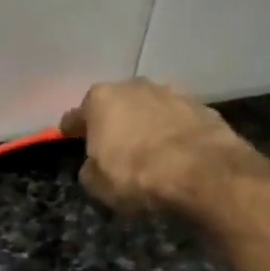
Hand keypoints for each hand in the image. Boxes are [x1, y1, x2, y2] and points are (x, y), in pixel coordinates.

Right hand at [59, 78, 251, 213]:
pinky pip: (176, 120)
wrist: (201, 172)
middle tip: (112, 145)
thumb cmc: (137, 176)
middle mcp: (134, 86)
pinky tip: (174, 152)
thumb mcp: (97, 185)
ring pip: (148, 108)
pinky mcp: (201, 106)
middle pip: (116, 104)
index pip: (76, 115)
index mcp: (101, 99)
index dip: (71, 130)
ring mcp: (171, 92)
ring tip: (147, 149)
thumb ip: (90, 169)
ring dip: (145, 124)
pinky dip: (172, 132)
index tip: (69, 138)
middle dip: (113, 122)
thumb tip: (94, 165)